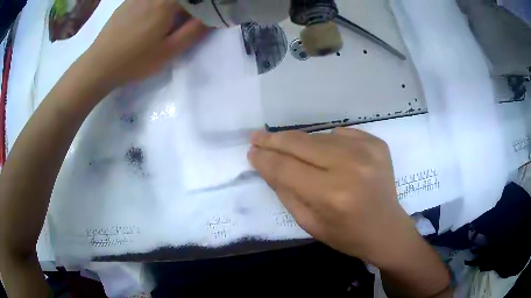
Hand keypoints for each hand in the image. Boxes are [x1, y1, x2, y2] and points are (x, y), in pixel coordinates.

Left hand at [86, 0, 209, 87]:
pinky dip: (157, 3)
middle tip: (190, 15)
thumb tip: (213, 18)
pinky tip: (152, 15)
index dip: (202, 4)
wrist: (99, 66)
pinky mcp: (127, 2)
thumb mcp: (168, 51)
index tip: (203, 13)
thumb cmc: (135, 61)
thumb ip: (194, 31)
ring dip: (173, 3)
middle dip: (189, 3)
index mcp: (166, 3)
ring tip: (172, 17)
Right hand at [248, 128, 416, 264]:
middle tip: (257, 137)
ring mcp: (367, 150)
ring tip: (288, 148)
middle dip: (274, 140)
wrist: (386, 229)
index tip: (251, 151)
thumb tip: (266, 162)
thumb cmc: (346, 235)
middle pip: (300, 144)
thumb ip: (285, 191)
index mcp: (332, 194)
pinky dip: (327, 142)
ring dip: (299, 143)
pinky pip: (340, 134)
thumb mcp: (308, 223)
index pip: (286, 168)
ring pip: (318, 136)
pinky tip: (325, 154)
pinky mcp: (376, 143)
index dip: (264, 158)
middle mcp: (350, 166)